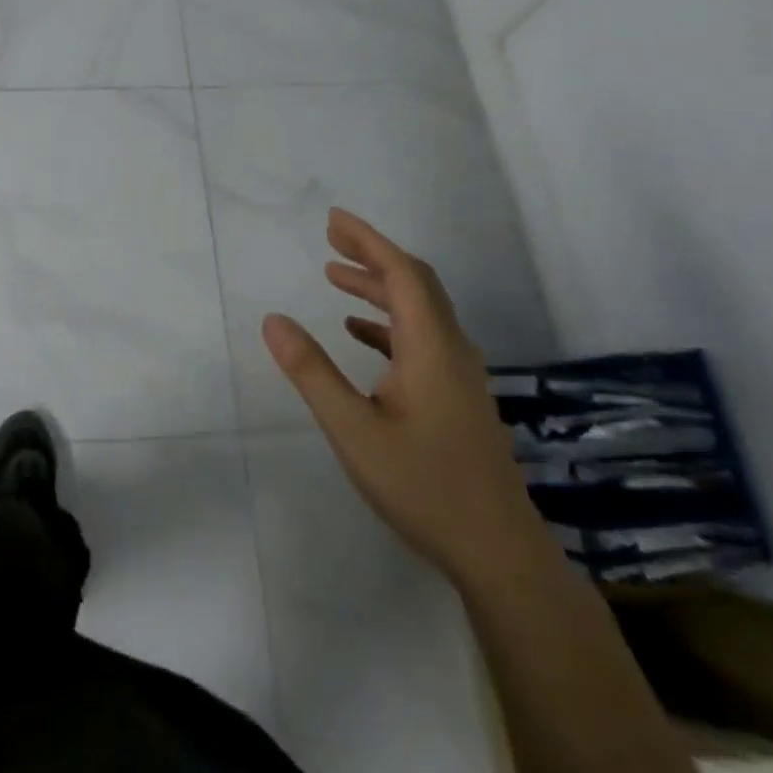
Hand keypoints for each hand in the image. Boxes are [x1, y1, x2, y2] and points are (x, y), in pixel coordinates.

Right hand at [263, 208, 540, 585]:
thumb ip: (312, 371)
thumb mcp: (353, 429)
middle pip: (415, 282)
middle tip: (330, 237)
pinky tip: (359, 332)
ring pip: (420, 309)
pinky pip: (421, 337)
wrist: (499, 553)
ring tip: (334, 276)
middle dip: (372, 254)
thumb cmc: (424, 486)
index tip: (333, 219)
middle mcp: (451, 349)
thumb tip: (273, 319)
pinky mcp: (458, 395)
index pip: (401, 273)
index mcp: (431, 346)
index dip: (368, 240)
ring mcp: (459, 374)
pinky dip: (388, 321)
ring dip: (378, 286)